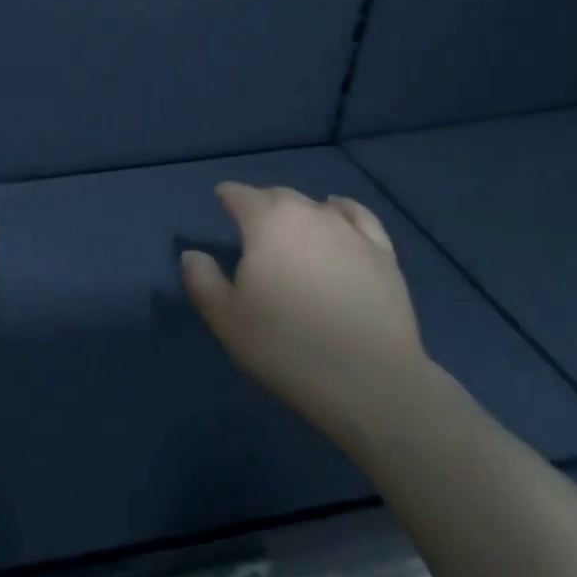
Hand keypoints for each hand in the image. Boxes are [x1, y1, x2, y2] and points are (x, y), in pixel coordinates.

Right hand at [180, 184, 427, 416]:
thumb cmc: (285, 346)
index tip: (219, 200)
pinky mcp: (383, 253)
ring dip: (298, 211)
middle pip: (278, 196)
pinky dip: (342, 210)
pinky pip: (358, 217)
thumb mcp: (226, 318)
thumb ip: (202, 280)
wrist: (369, 381)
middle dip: (261, 203)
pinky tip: (337, 214)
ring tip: (290, 227)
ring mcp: (351, 231)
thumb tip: (193, 254)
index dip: (227, 195)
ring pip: (316, 206)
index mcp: (267, 222)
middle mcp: (309, 213)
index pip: (240, 195)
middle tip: (250, 225)